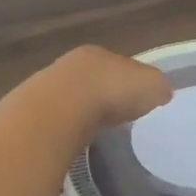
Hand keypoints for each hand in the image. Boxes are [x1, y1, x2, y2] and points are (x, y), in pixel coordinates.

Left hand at [47, 45, 173, 134]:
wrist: (59, 112)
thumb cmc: (112, 92)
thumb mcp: (152, 86)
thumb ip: (159, 87)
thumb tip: (162, 92)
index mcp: (101, 54)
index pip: (121, 65)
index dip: (133, 82)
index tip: (141, 100)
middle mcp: (73, 65)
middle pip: (95, 80)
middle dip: (107, 95)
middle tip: (121, 116)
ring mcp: (48, 88)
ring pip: (74, 99)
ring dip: (86, 112)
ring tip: (100, 132)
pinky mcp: (34, 113)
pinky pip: (59, 120)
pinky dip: (69, 129)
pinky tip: (78, 141)